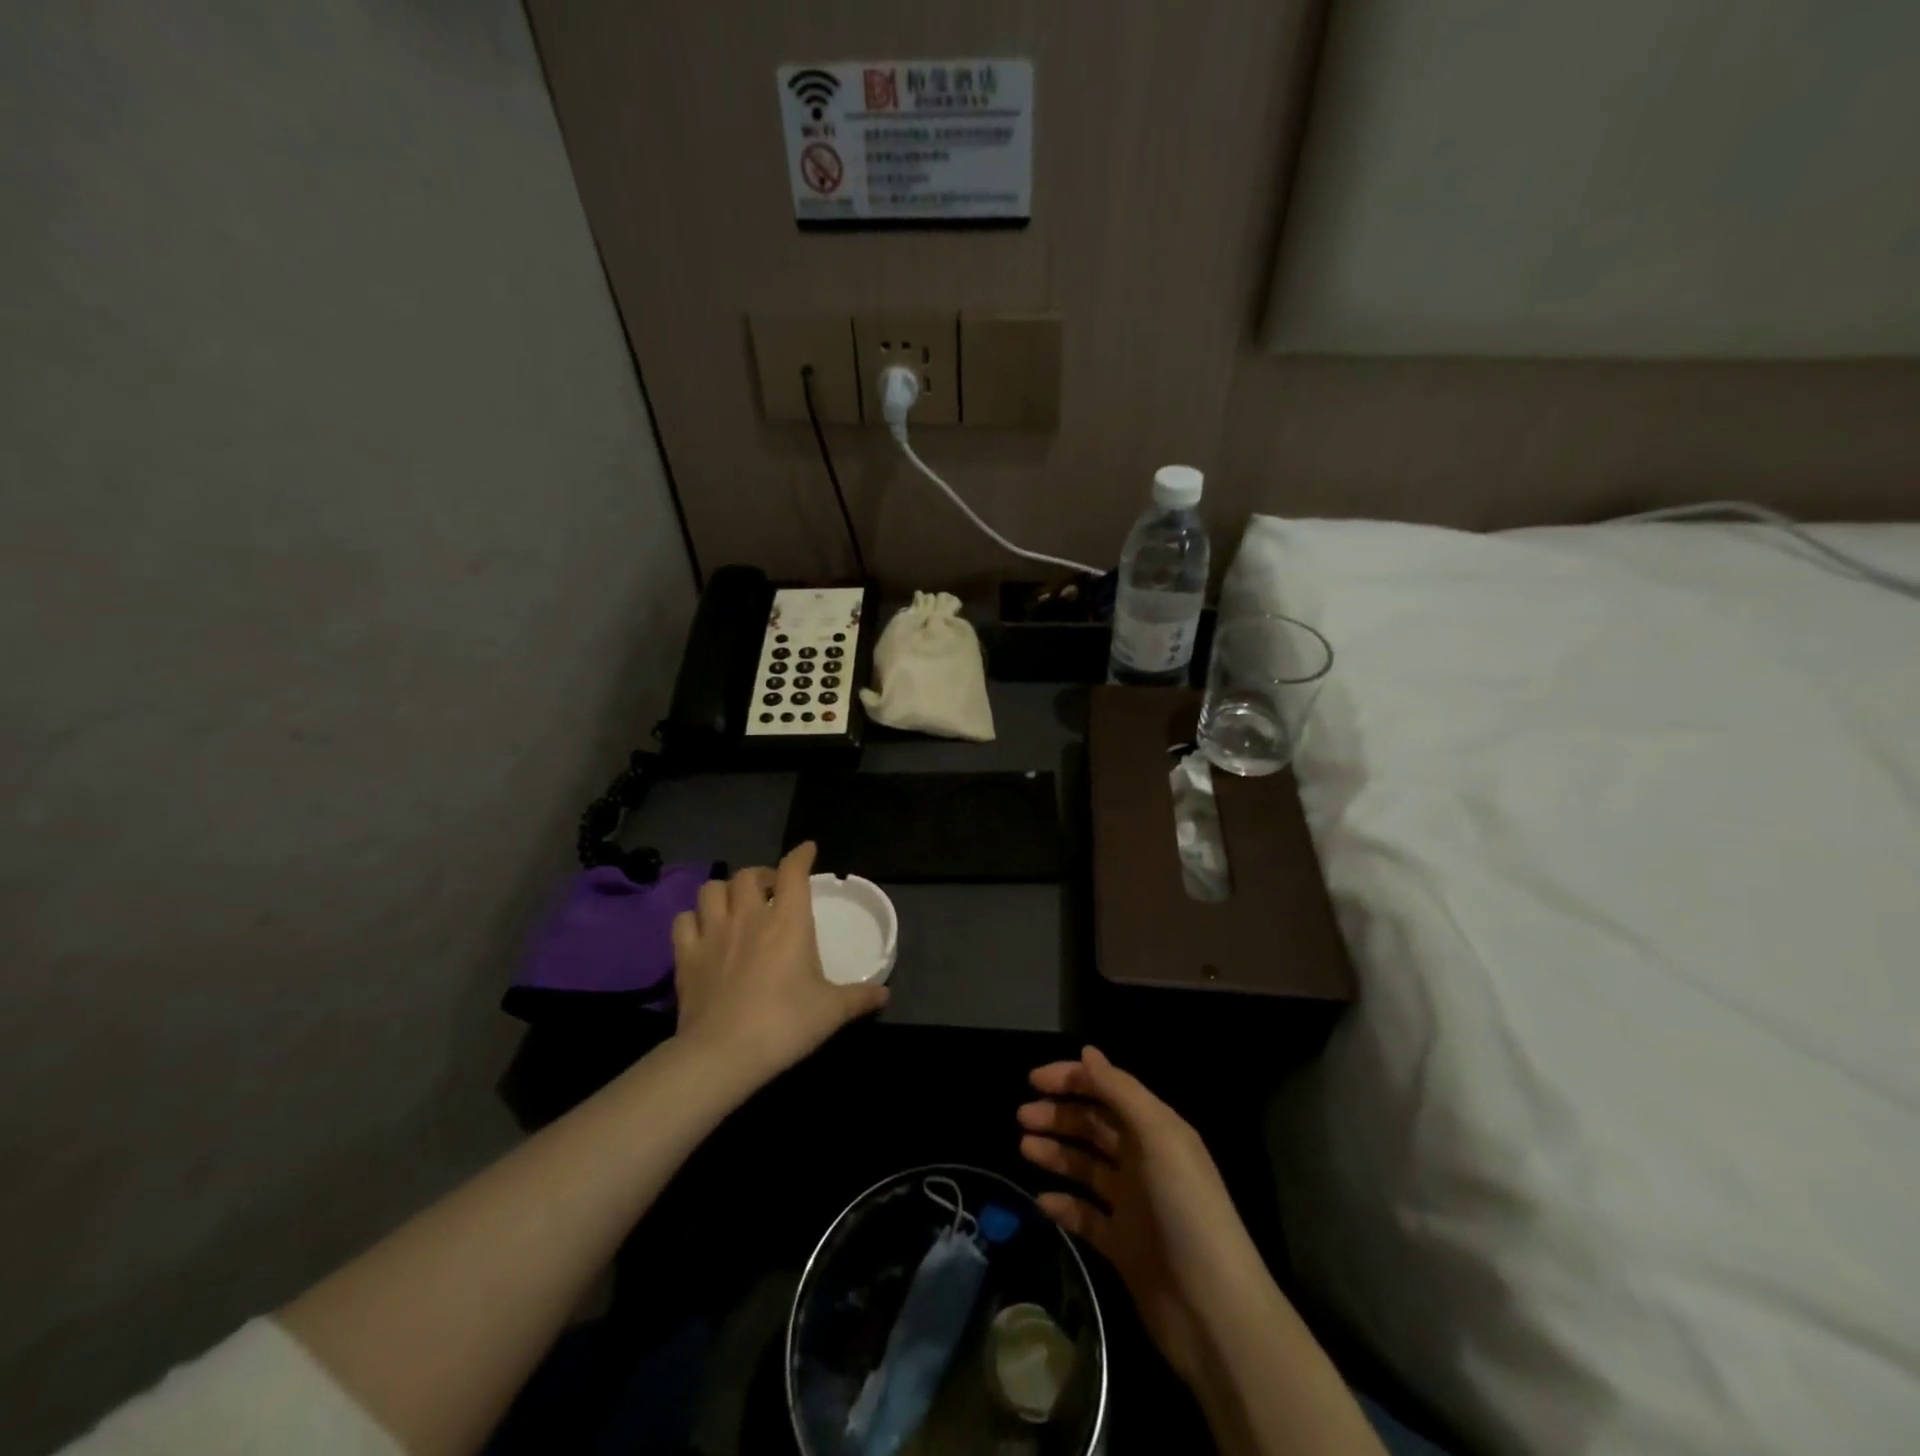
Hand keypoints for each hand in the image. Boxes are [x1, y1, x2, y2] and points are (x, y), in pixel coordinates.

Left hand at [672, 842, 887, 1080]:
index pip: (793, 871)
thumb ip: (859, 998)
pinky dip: (694, 919)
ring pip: (712, 889)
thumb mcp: (831, 1012)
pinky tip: (703, 931)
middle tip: (772, 890)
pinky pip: (684, 920)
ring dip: (725, 891)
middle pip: (748, 874)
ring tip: (735, 905)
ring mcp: (713, 933)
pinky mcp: (686, 955)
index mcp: (788, 921)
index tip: (807, 851)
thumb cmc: (785, 1023)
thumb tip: (885, 994)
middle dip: (761, 875)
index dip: (800, 855)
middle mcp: (749, 916)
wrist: (723, 1053)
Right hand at [1018, 1047, 1257, 1385]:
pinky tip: (1041, 1202)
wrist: (1213, 1310)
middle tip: (1022, 1117)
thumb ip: (1120, 1091)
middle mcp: (1144, 1159)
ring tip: (1024, 1148)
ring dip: (1056, 1153)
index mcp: (1156, 1129)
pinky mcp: (1122, 1245)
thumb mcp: (1157, 1136)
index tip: (1033, 1081)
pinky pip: (1085, 1215)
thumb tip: (1087, 1051)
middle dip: (1059, 1115)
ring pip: (1086, 1166)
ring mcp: (1132, 1204)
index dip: (1072, 1079)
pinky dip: (1063, 1205)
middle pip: (1094, 1125)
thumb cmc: (1185, 1208)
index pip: (1108, 1089)